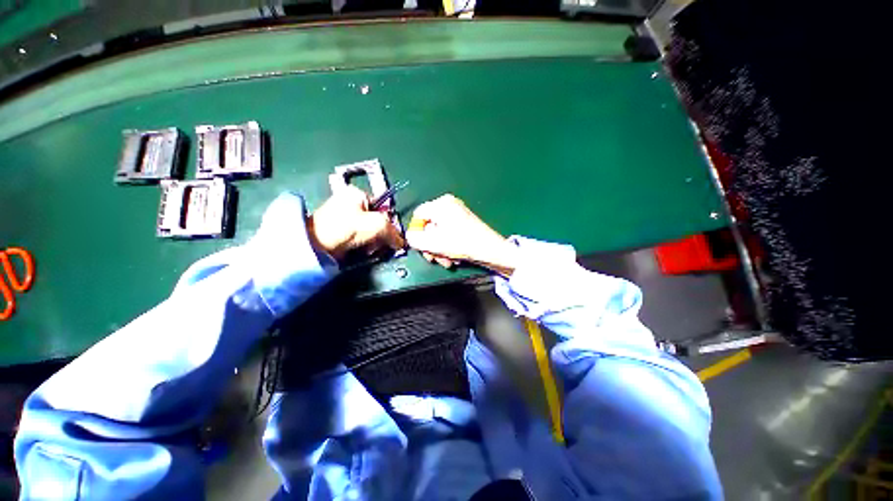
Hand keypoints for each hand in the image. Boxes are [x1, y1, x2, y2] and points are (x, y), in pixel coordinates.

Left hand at [307, 186, 404, 261]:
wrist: (316, 245)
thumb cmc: (346, 228)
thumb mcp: (376, 225)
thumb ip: (393, 231)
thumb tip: (401, 242)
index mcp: (356, 194)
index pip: (382, 208)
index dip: (388, 222)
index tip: (389, 235)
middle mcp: (349, 203)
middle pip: (376, 220)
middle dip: (380, 234)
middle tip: (378, 244)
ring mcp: (343, 217)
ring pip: (369, 231)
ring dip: (373, 242)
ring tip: (368, 248)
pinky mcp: (340, 231)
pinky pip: (359, 237)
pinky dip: (364, 244)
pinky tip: (362, 250)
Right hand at [406, 194, 518, 275]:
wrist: (490, 250)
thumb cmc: (461, 243)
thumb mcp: (433, 243)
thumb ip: (414, 239)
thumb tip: (410, 236)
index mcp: (441, 204)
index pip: (418, 215)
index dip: (416, 233)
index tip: (421, 247)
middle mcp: (449, 205)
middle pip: (429, 226)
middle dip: (430, 245)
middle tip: (434, 259)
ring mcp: (458, 213)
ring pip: (440, 232)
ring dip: (440, 249)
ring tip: (447, 261)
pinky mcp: (465, 222)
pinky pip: (449, 233)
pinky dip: (449, 246)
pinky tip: (454, 257)